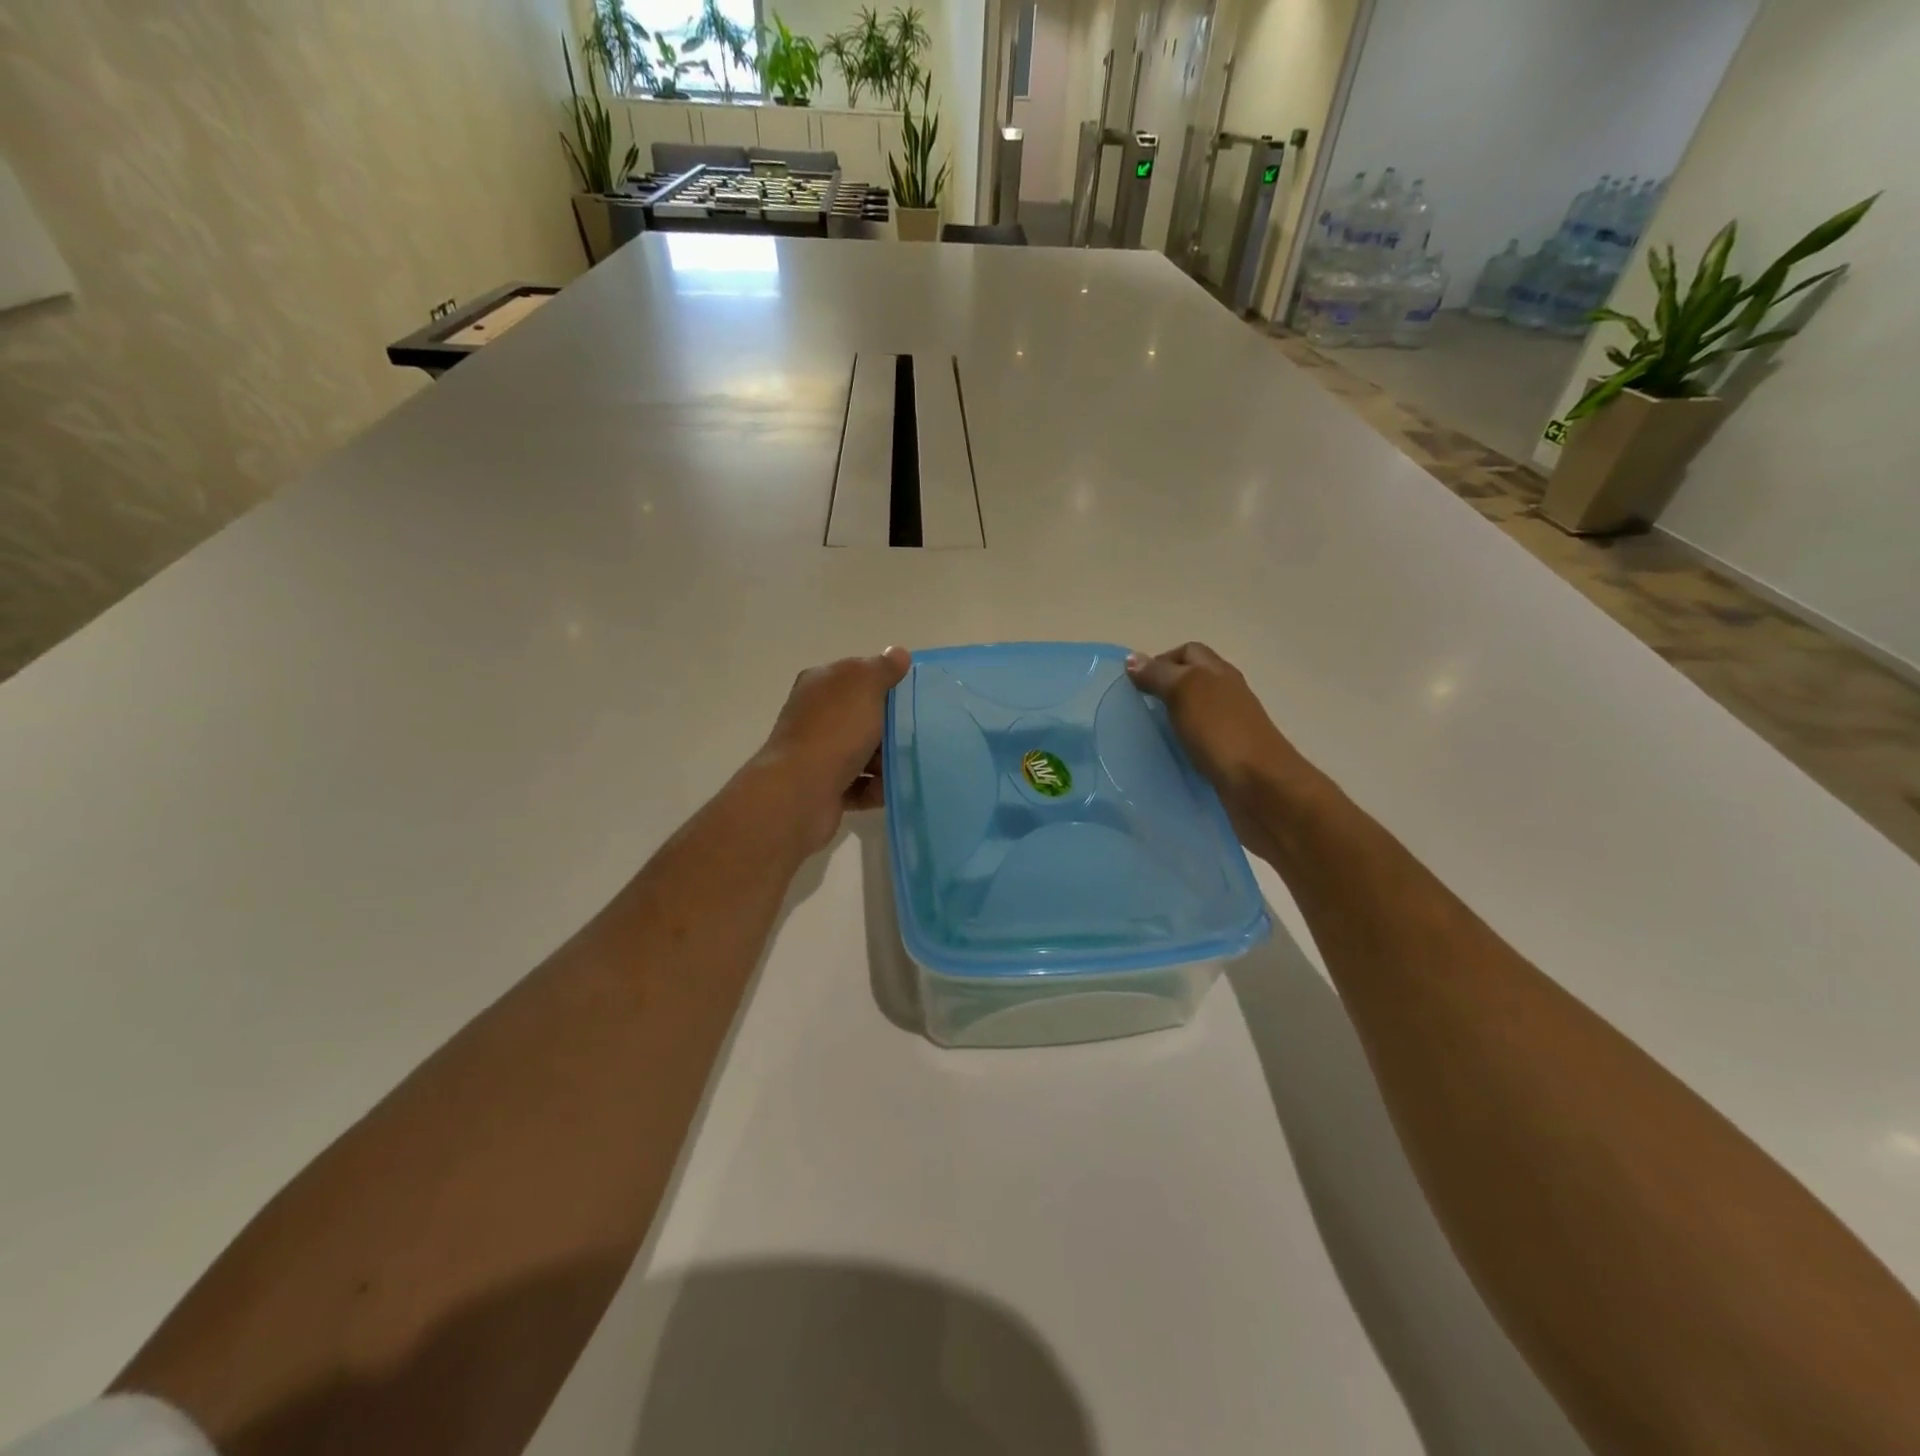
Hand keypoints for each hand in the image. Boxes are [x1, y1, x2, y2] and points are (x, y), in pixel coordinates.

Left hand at [755, 646, 911, 853]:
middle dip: (889, 726)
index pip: (855, 675)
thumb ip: (883, 668)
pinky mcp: (823, 788)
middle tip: (916, 733)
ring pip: (862, 752)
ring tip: (906, 766)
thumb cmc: (835, 731)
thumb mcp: (864, 686)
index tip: (911, 696)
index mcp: (819, 684)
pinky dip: (875, 788)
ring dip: (885, 761)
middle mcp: (814, 716)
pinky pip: (859, 785)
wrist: (800, 792)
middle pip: (861, 716)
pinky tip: (889, 789)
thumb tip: (899, 652)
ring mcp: (816, 753)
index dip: (883, 682)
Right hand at [1126, 643, 1316, 859]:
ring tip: (1145, 733)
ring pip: (1194, 712)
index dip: (1160, 661)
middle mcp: (1227, 694)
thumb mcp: (1184, 691)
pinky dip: (1180, 744)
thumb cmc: (1220, 731)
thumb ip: (1158, 674)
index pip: (1188, 652)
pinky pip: (1198, 742)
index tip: (1134, 684)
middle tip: (1136, 708)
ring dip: (1171, 719)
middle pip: (1192, 680)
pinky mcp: (1227, 756)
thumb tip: (1132, 659)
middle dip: (1164, 689)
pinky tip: (1166, 756)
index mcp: (1218, 672)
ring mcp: (1230, 727)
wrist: (1259, 786)